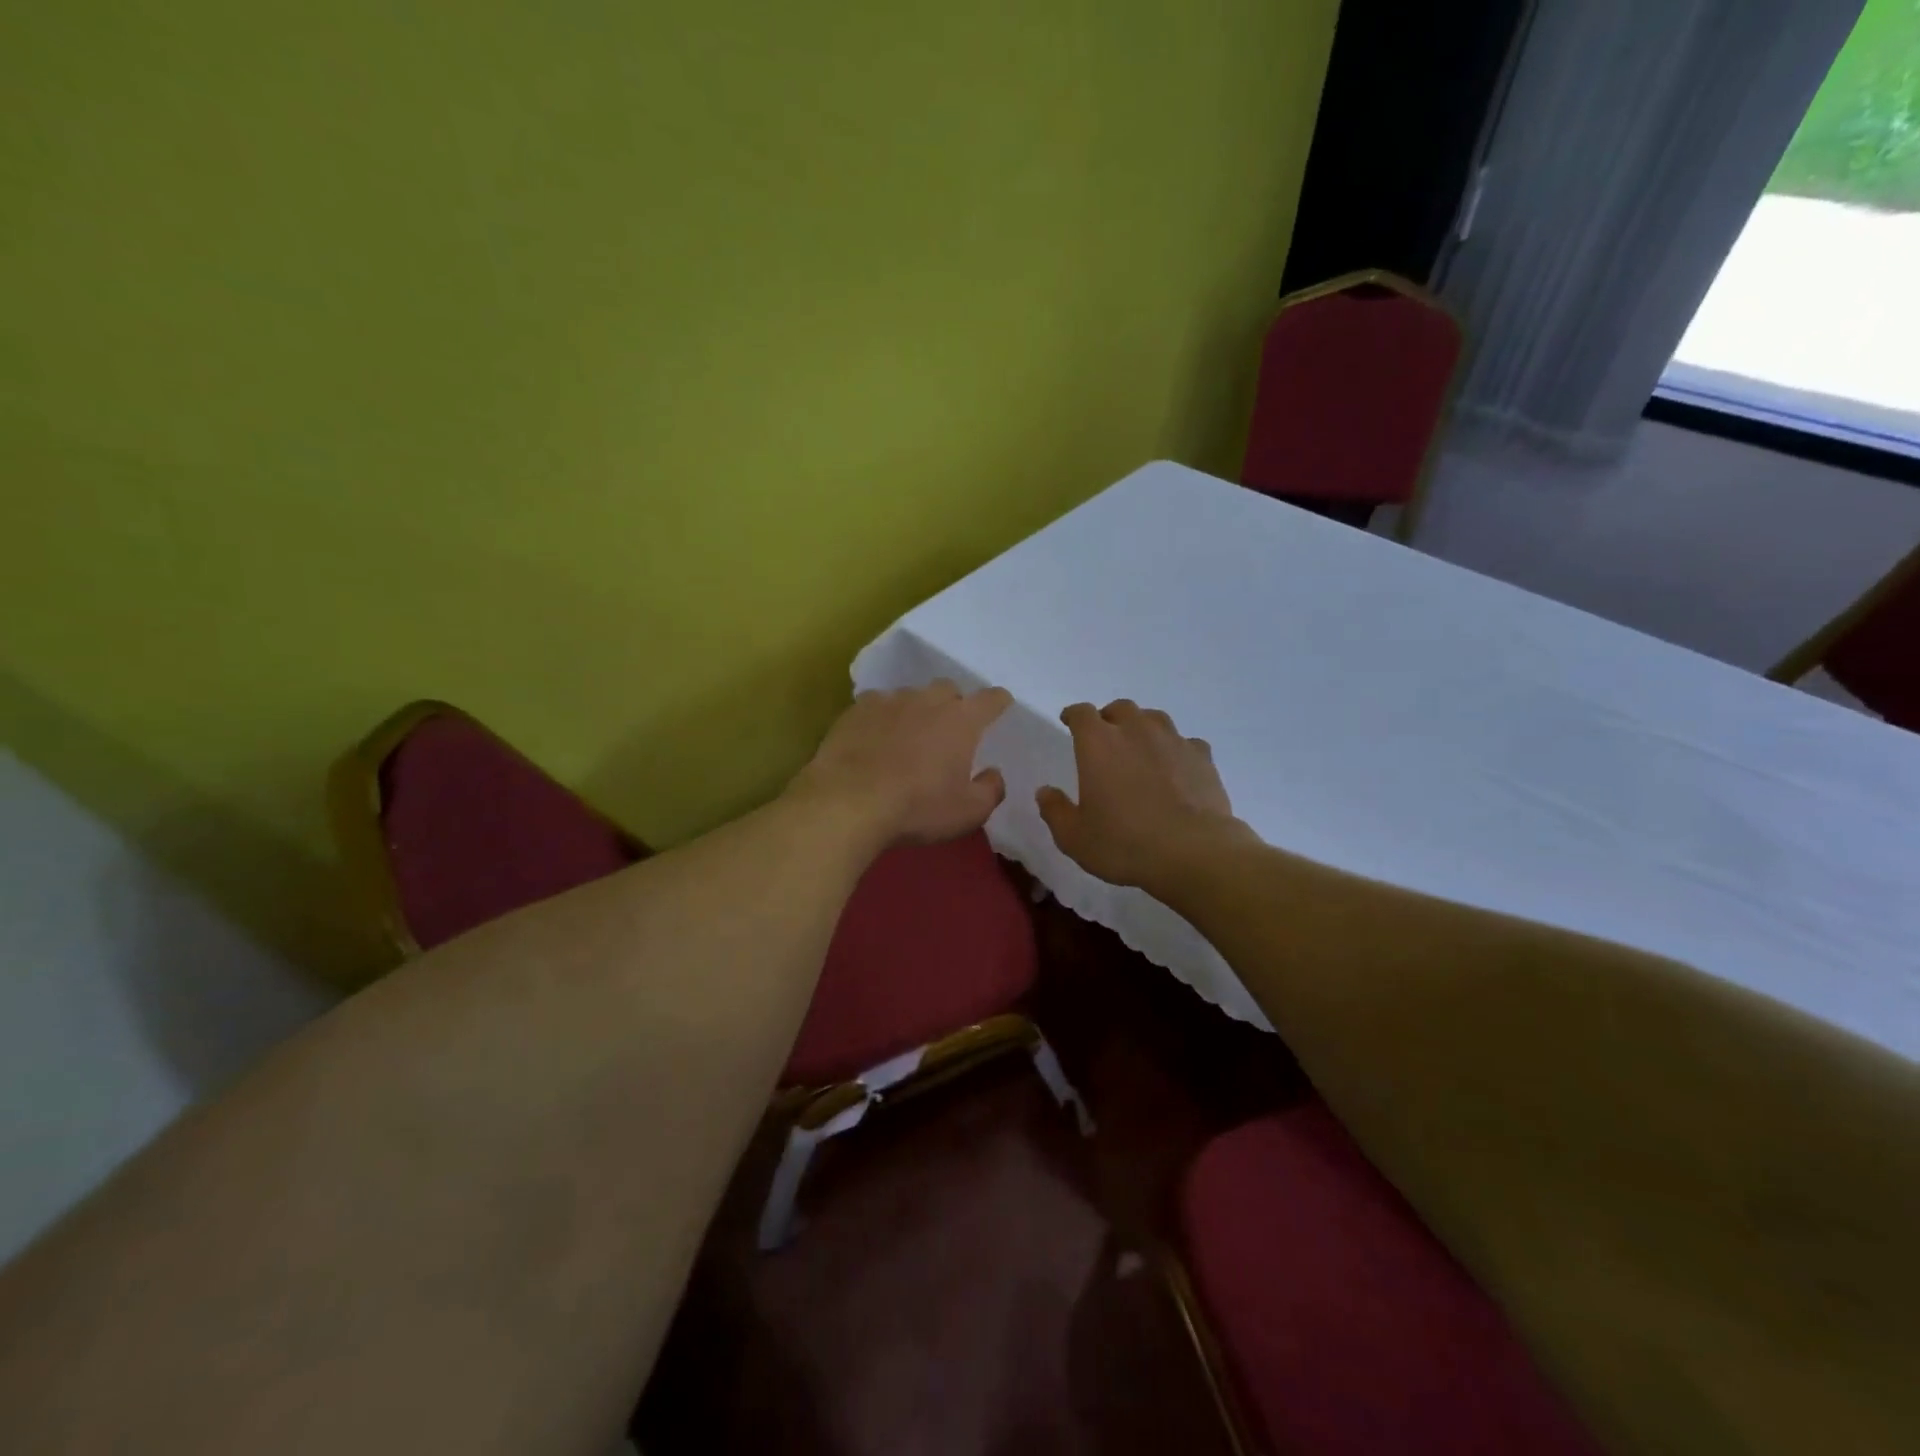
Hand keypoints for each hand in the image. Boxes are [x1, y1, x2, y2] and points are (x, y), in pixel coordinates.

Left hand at [789, 680, 1013, 846]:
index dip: (998, 702)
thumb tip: (993, 773)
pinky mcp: (856, 710)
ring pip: (910, 695)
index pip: (991, 699)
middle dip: (953, 705)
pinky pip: (877, 705)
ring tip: (908, 736)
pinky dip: (882, 718)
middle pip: (948, 690)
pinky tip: (874, 738)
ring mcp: (889, 701)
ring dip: (915, 711)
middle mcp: (928, 700)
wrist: (848, 802)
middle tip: (949, 731)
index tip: (1000, 707)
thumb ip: (990, 790)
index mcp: (962, 720)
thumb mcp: (968, 812)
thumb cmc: (917, 808)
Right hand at [1037, 699, 1248, 890]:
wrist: (1194, 853)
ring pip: (1155, 718)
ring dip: (1143, 727)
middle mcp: (1136, 731)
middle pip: (1120, 708)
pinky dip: (1176, 750)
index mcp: (1098, 744)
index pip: (1082, 713)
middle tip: (1105, 737)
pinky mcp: (1202, 757)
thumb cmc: (1124, 844)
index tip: (1069, 721)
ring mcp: (1173, 741)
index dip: (1074, 715)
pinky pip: (1186, 743)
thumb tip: (1045, 792)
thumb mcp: (1074, 837)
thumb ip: (1055, 811)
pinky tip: (1176, 767)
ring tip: (1140, 746)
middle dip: (1109, 718)